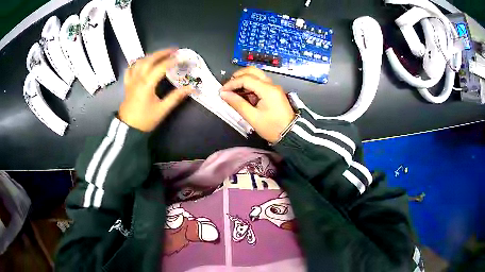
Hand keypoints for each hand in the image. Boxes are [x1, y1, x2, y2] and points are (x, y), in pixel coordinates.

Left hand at [118, 49, 192, 131]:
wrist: (128, 128)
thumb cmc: (145, 120)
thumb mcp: (162, 109)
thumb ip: (176, 97)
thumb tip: (191, 87)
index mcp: (147, 84)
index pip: (161, 67)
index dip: (172, 61)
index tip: (182, 57)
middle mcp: (138, 78)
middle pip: (150, 59)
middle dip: (162, 53)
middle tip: (173, 50)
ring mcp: (131, 80)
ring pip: (140, 62)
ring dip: (151, 55)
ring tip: (160, 54)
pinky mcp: (127, 84)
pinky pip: (130, 69)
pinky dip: (136, 63)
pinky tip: (141, 62)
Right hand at [220, 67, 294, 143]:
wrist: (291, 134)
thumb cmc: (272, 127)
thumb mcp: (253, 117)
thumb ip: (238, 104)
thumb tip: (224, 94)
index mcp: (267, 90)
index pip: (246, 79)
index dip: (232, 83)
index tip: (222, 91)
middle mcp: (271, 85)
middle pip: (252, 71)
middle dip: (238, 76)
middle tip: (228, 87)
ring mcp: (274, 87)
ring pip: (257, 75)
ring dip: (244, 79)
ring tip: (234, 91)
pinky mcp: (274, 92)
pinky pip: (260, 82)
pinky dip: (250, 84)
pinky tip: (244, 94)